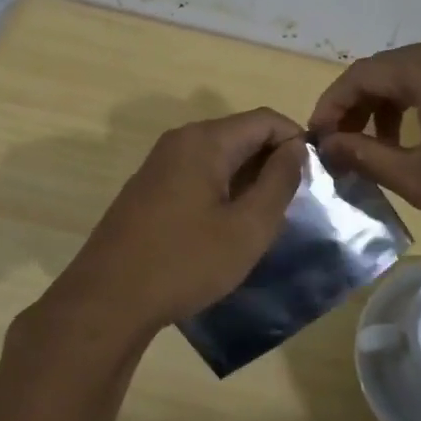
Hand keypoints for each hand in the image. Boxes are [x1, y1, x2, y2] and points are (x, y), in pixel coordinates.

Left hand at [26, 108, 306, 351]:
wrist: (107, 300)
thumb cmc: (185, 262)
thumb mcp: (248, 227)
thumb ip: (279, 181)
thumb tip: (296, 148)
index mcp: (205, 140)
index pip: (266, 119)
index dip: (297, 142)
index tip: (313, 180)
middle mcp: (180, 140)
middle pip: (241, 134)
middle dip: (272, 162)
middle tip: (292, 205)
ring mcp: (159, 164)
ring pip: (220, 156)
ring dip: (248, 179)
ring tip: (263, 219)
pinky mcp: (148, 188)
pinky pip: (197, 174)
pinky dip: (222, 189)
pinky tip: (226, 227)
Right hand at [308, 34, 420, 249]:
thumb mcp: (420, 178)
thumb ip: (366, 157)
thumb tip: (329, 146)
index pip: (361, 74)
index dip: (332, 105)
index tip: (318, 137)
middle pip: (392, 69)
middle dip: (363, 107)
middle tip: (350, 146)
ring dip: (397, 106)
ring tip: (391, 148)